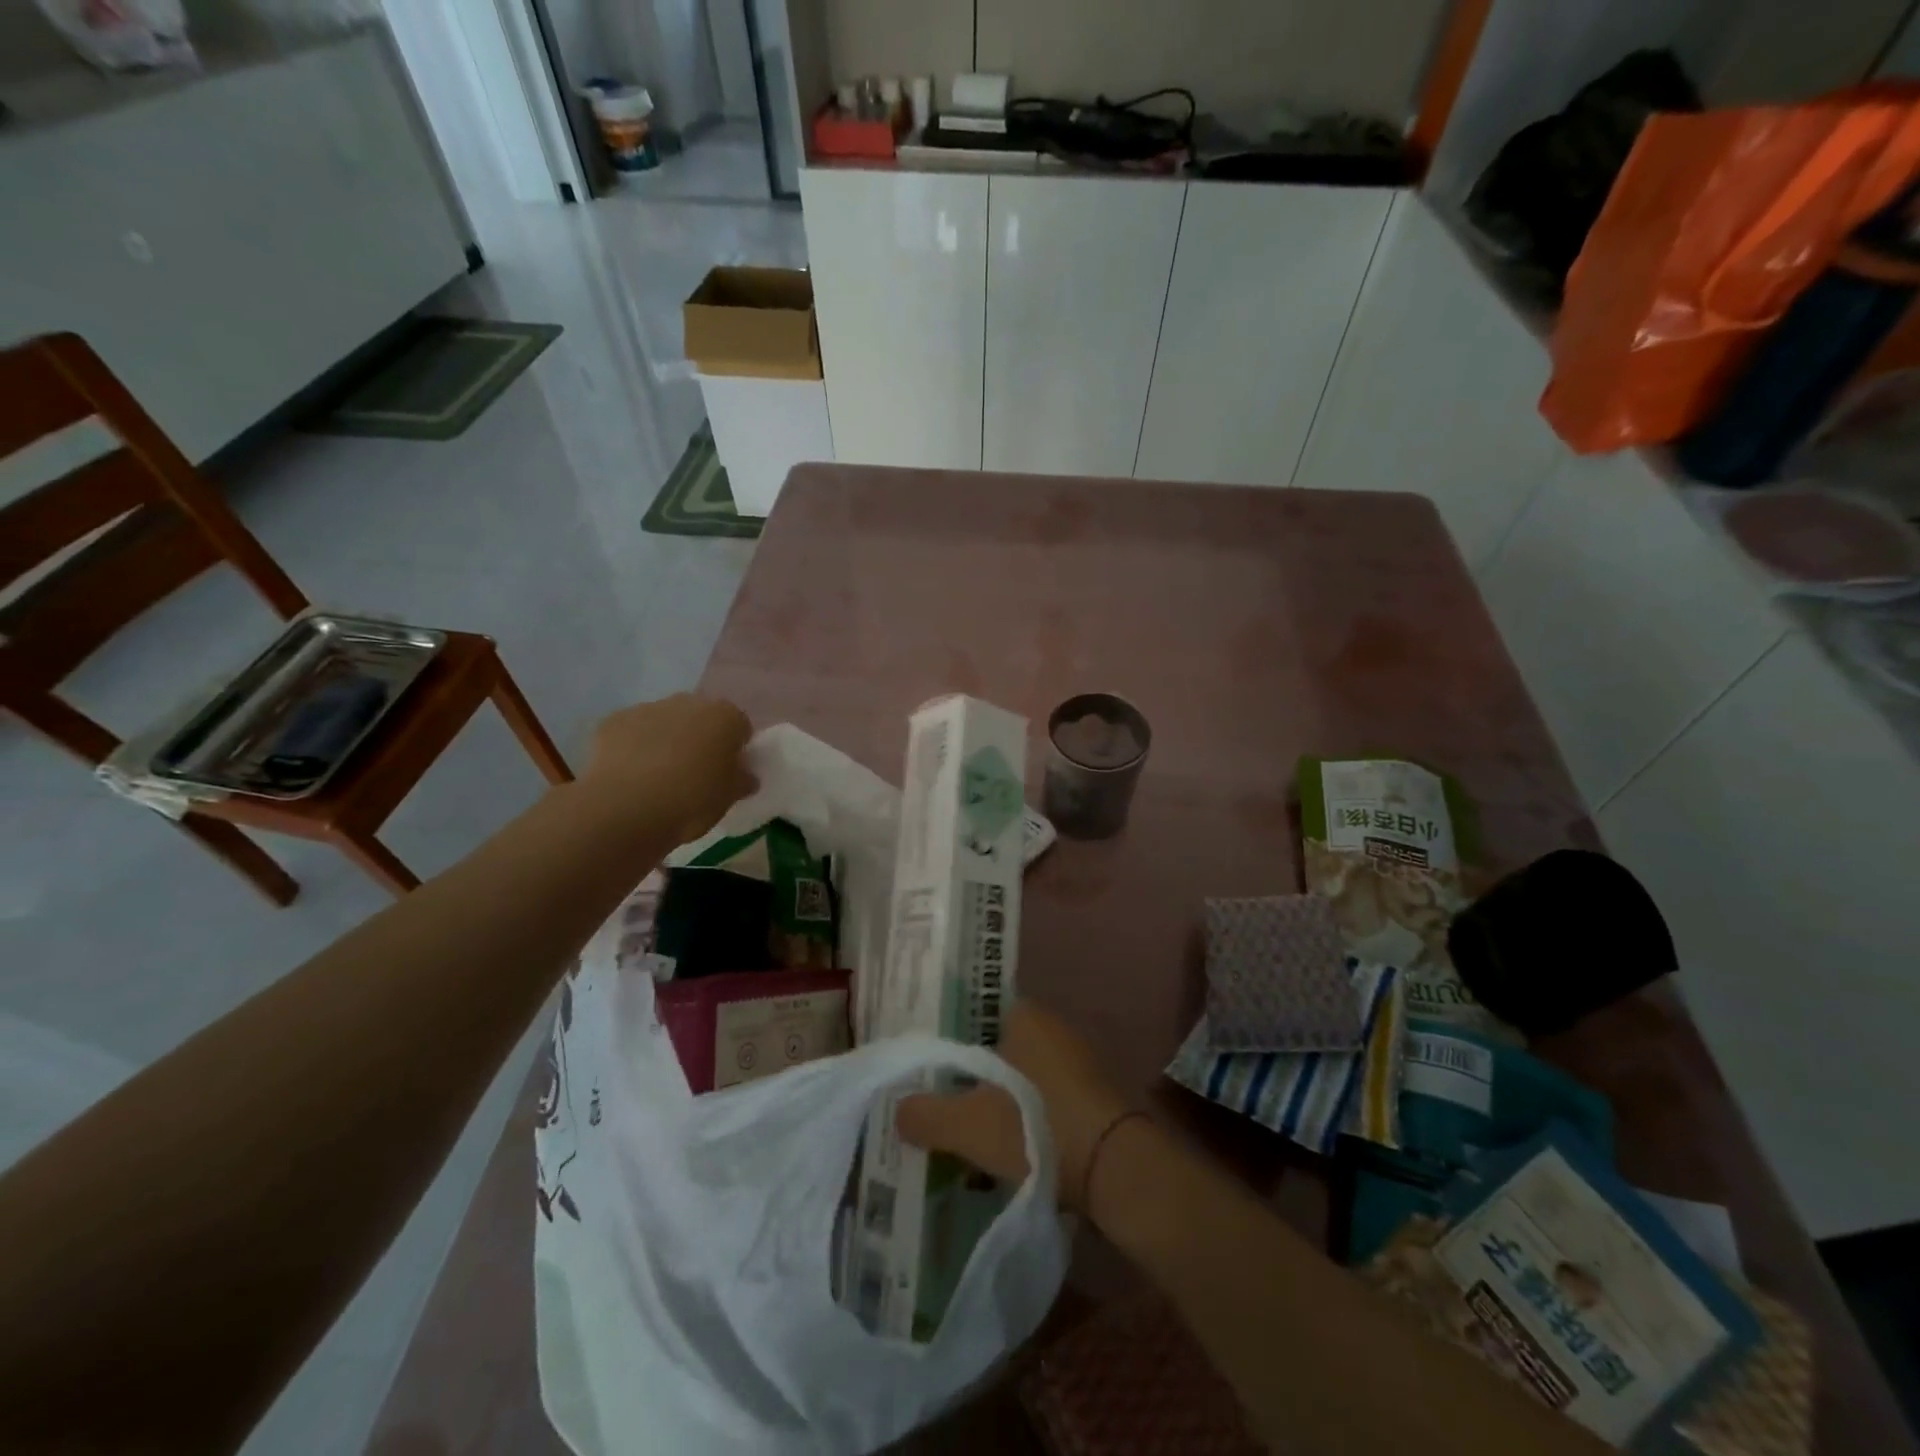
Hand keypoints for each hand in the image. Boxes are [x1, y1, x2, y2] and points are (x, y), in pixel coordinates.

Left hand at [583, 695, 754, 844]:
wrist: (627, 807)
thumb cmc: (692, 800)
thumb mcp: (729, 798)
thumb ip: (742, 780)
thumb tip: (745, 775)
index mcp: (725, 717)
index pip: (741, 726)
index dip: (736, 748)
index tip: (729, 771)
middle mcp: (689, 703)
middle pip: (702, 717)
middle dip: (701, 737)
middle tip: (696, 772)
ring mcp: (648, 708)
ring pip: (665, 721)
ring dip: (667, 739)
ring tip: (659, 776)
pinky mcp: (614, 721)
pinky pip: (632, 731)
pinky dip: (634, 746)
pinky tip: (631, 775)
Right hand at [896, 1001, 1132, 1213]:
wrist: (1118, 1169)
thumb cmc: (1037, 1127)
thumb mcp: (968, 1124)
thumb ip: (926, 1114)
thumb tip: (897, 1110)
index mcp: (1025, 1016)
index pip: (975, 1019)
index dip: (950, 1047)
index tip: (930, 1076)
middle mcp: (1055, 1029)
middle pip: (999, 1053)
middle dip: (974, 1082)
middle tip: (945, 1112)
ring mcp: (1080, 1063)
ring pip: (1023, 1082)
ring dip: (1002, 1107)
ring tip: (972, 1142)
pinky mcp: (1097, 1099)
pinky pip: (1047, 1105)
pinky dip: (1029, 1124)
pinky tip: (1013, 1156)